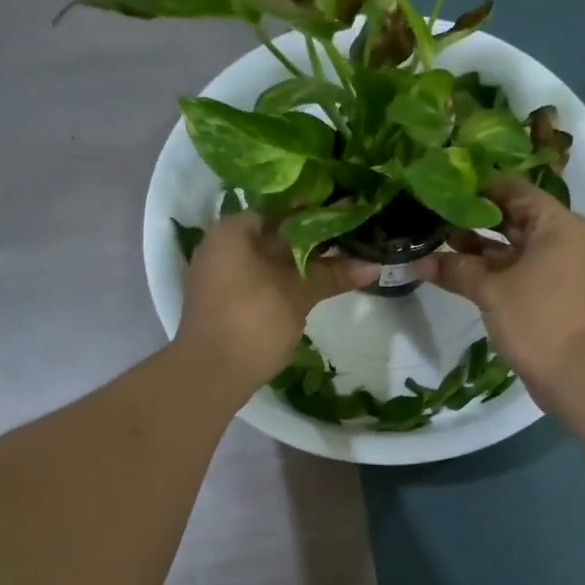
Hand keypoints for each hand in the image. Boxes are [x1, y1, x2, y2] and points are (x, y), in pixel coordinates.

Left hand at [176, 213, 378, 396]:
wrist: (210, 375)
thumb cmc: (253, 321)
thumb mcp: (297, 294)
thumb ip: (332, 275)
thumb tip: (375, 265)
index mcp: (233, 231)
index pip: (281, 210)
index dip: (316, 213)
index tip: (347, 216)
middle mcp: (222, 246)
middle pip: (276, 236)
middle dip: (314, 241)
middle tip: (354, 239)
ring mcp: (221, 277)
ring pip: (270, 262)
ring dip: (303, 265)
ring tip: (345, 262)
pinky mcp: (226, 302)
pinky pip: (261, 282)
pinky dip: (286, 282)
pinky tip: (316, 287)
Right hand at [429, 178, 584, 401]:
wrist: (580, 374)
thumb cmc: (538, 319)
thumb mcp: (491, 291)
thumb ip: (456, 270)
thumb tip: (418, 262)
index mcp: (557, 224)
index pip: (513, 190)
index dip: (477, 187)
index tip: (442, 186)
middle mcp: (563, 239)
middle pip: (513, 219)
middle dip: (472, 219)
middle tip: (433, 213)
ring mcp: (560, 269)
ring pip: (514, 248)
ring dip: (478, 248)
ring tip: (436, 242)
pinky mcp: (553, 294)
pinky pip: (519, 271)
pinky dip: (493, 271)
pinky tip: (457, 272)